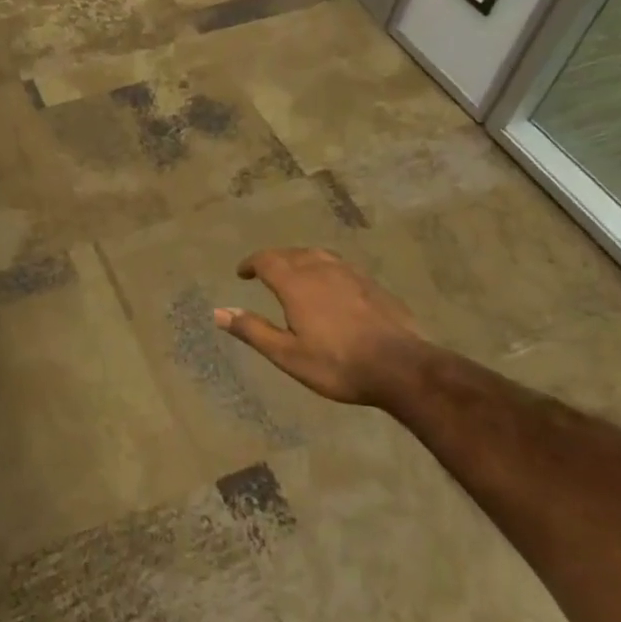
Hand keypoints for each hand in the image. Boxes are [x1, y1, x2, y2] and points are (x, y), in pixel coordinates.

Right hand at [215, 248, 423, 405]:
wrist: (402, 368)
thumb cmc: (338, 364)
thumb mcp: (288, 355)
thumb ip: (252, 330)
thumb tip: (218, 312)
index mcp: (296, 284)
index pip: (266, 260)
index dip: (251, 263)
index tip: (242, 273)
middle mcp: (320, 269)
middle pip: (291, 253)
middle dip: (273, 259)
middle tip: (264, 273)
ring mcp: (350, 274)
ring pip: (317, 255)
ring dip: (299, 259)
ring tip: (295, 273)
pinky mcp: (371, 284)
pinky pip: (339, 265)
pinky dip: (324, 267)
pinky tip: (331, 285)